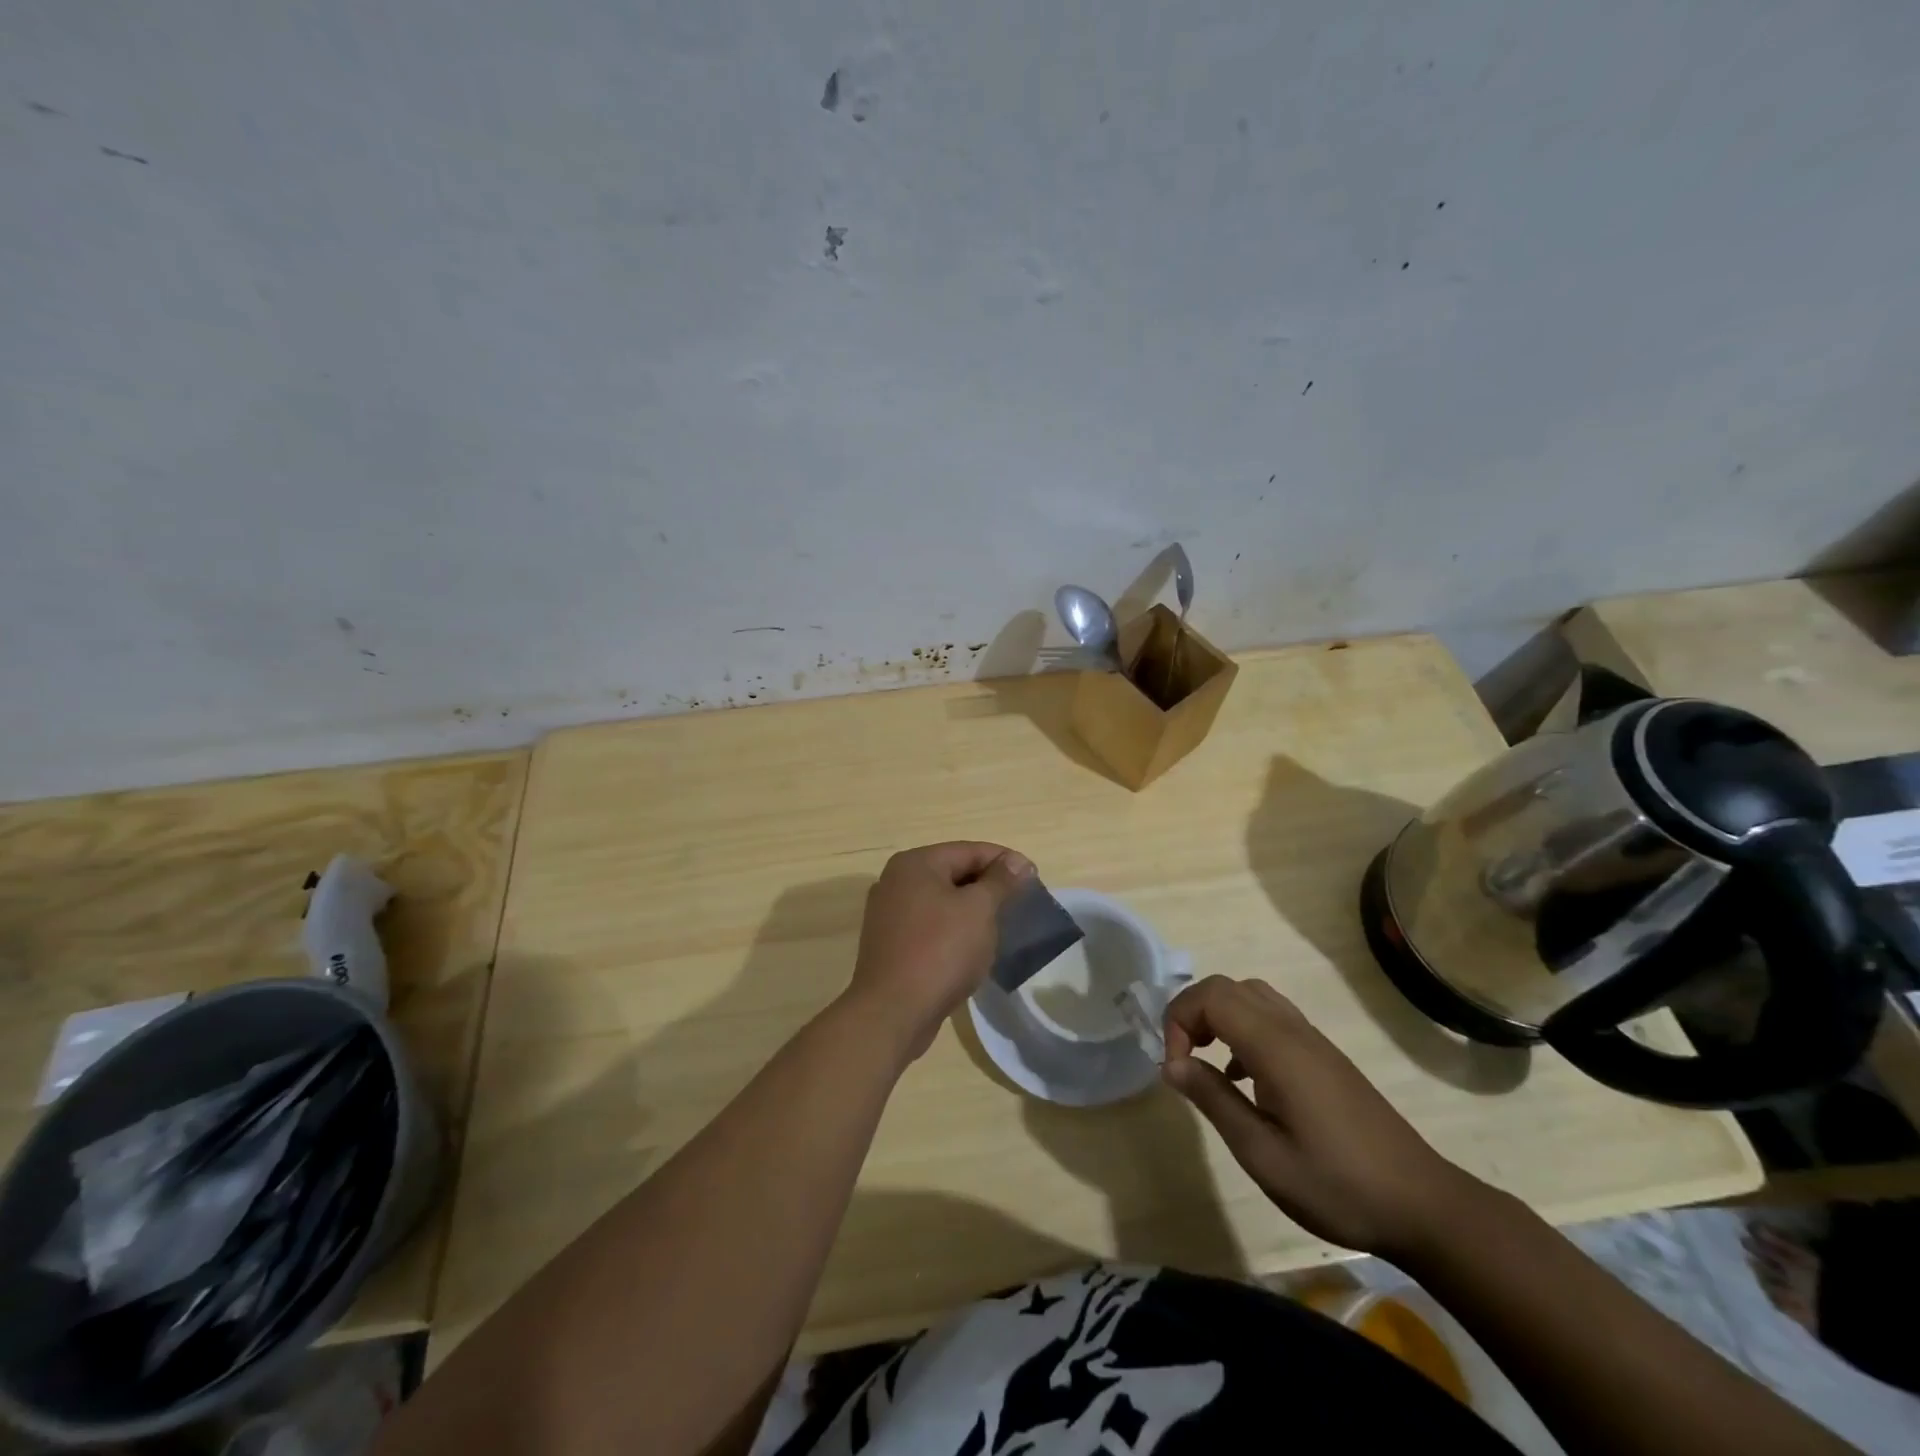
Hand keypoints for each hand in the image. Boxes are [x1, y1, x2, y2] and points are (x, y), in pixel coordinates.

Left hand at [842, 842, 1033, 1062]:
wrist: (893, 1011)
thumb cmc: (940, 950)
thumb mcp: (979, 910)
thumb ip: (1000, 881)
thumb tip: (1018, 861)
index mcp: (915, 863)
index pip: (969, 850)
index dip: (1005, 861)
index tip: (1034, 878)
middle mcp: (896, 881)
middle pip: (953, 873)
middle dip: (988, 887)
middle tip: (1020, 904)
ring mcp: (888, 914)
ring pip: (941, 902)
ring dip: (971, 911)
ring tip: (1001, 926)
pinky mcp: (890, 944)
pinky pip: (930, 926)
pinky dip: (953, 931)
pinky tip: (972, 949)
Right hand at [1162, 976, 1479, 1259]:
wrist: (1423, 1205)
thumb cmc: (1337, 1185)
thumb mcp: (1263, 1155)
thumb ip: (1214, 1101)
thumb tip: (1172, 1064)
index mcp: (1275, 1047)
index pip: (1210, 997)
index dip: (1179, 1020)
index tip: (1174, 1068)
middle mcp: (1293, 1030)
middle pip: (1228, 988)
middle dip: (1192, 1013)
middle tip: (1183, 1060)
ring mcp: (1313, 1040)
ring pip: (1251, 996)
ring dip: (1218, 1017)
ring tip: (1207, 1061)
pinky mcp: (1325, 1057)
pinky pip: (1272, 1017)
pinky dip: (1243, 1029)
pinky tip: (1245, 1078)